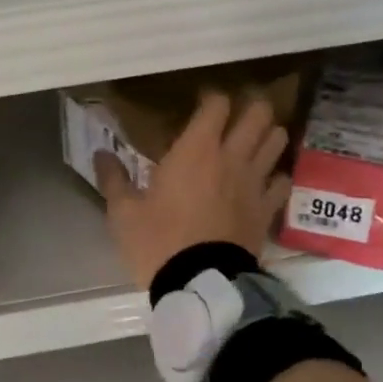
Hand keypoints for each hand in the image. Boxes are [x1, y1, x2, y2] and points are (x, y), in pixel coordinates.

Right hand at [95, 91, 291, 288]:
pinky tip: (263, 181)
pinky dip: (275, 175)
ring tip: (253, 141)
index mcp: (195, 150)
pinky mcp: (267, 209)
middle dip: (251, 107)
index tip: (200, 102)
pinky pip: (282, 180)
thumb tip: (100, 154)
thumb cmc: (157, 241)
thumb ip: (114, 179)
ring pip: (277, 140)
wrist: (199, 283)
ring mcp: (254, 182)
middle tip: (236, 114)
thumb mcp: (124, 213)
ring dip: (267, 135)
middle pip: (258, 114)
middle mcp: (231, 157)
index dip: (211, 98)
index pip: (216, 105)